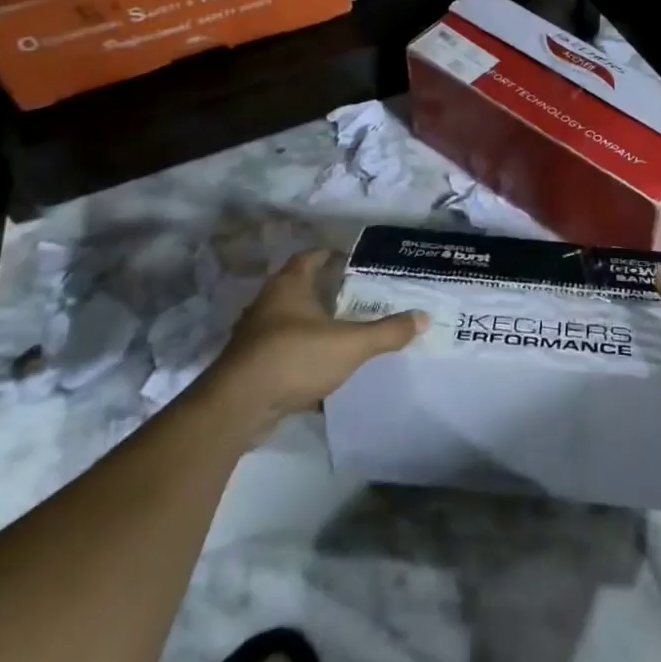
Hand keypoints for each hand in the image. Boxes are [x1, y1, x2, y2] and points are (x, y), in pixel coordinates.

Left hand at [210, 249, 425, 428]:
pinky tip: (318, 366)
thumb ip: (387, 332)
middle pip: (298, 286)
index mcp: (289, 285)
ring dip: (310, 323)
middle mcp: (268, 303)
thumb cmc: (295, 357)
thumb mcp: (351, 344)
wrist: (237, 406)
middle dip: (324, 290)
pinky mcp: (249, 365)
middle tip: (355, 296)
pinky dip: (298, 353)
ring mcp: (254, 335)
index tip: (354, 261)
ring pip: (287, 320)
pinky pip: (279, 350)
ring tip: (340, 330)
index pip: (311, 256)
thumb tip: (423, 317)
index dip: (332, 255)